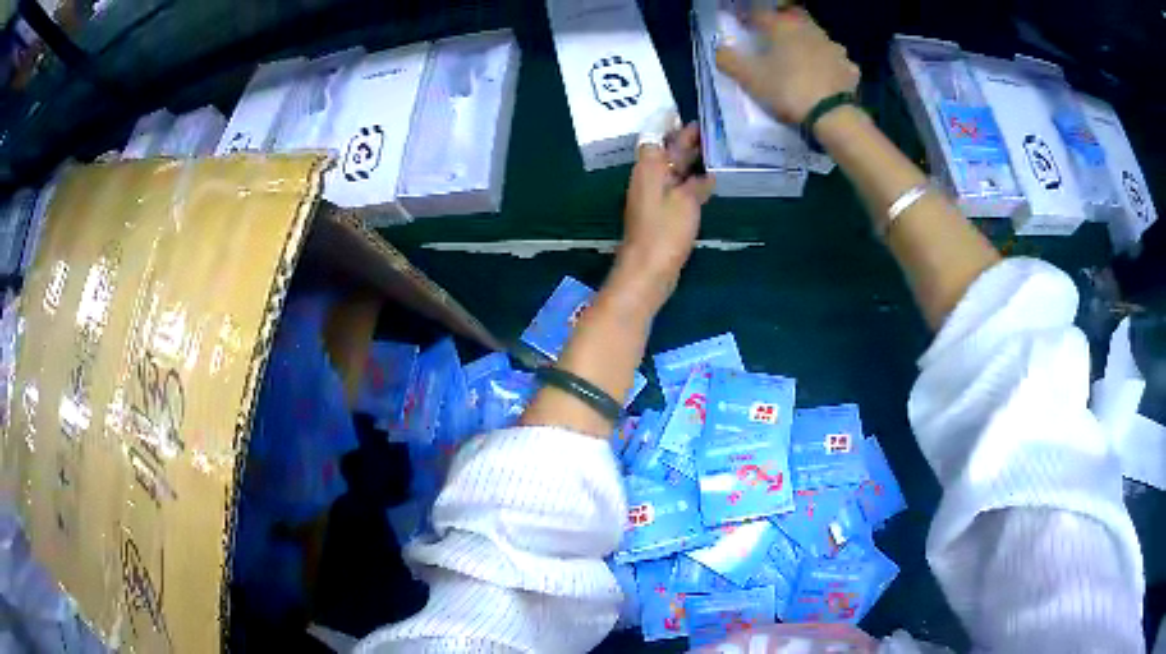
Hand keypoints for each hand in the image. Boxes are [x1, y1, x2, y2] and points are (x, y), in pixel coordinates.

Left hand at [619, 122, 713, 302]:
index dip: (668, 126)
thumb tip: (706, 174)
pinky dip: (691, 180)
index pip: (655, 138)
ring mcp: (655, 197)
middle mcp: (649, 179)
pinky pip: (677, 188)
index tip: (683, 115)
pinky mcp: (662, 214)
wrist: (648, 270)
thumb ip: (697, 183)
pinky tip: (707, 181)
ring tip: (713, 149)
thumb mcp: (686, 201)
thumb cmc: (665, 231)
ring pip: (672, 170)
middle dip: (684, 141)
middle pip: (665, 153)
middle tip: (708, 129)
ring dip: (689, 160)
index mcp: (649, 170)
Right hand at [715, 7, 859, 124]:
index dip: (748, 18)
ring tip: (801, 56)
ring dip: (808, 41)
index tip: (743, 26)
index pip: (759, 12)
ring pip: (817, 35)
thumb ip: (729, 60)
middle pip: (793, 16)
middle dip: (783, 23)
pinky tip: (826, 75)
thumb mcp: (750, 78)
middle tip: (775, 37)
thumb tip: (719, 50)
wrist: (833, 116)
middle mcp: (808, 29)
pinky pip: (837, 60)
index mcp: (782, 26)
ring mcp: (832, 47)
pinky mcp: (849, 67)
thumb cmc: (787, 90)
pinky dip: (830, 64)